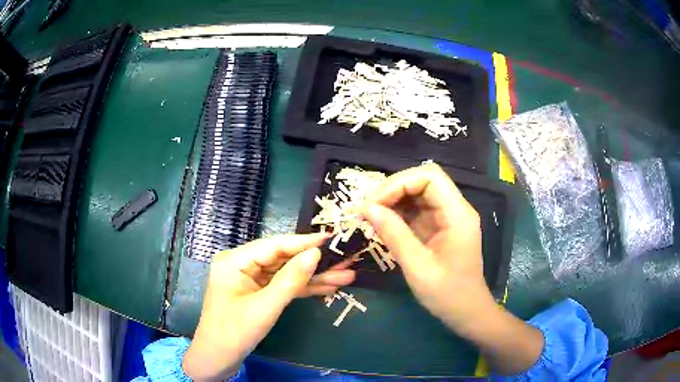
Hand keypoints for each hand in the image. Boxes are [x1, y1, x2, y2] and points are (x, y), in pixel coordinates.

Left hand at [182, 234, 354, 380]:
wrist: (218, 359)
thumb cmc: (235, 332)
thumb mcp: (265, 307)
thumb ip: (290, 280)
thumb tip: (315, 254)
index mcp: (235, 260)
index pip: (274, 245)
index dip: (304, 242)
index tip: (332, 238)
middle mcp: (242, 264)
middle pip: (283, 258)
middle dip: (314, 262)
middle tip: (346, 258)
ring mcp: (250, 280)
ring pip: (286, 273)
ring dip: (314, 277)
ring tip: (346, 274)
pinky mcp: (257, 293)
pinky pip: (282, 286)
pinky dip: (303, 288)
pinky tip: (328, 287)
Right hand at [364, 163, 492, 331]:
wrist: (466, 312)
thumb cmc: (447, 294)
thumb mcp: (418, 267)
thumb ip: (394, 235)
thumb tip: (367, 208)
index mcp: (458, 214)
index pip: (430, 177)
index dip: (399, 183)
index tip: (375, 204)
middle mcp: (454, 209)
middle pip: (423, 181)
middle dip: (393, 189)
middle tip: (368, 209)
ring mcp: (447, 218)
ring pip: (417, 193)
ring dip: (392, 200)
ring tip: (370, 216)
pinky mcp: (438, 228)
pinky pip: (416, 210)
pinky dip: (397, 213)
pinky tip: (382, 224)